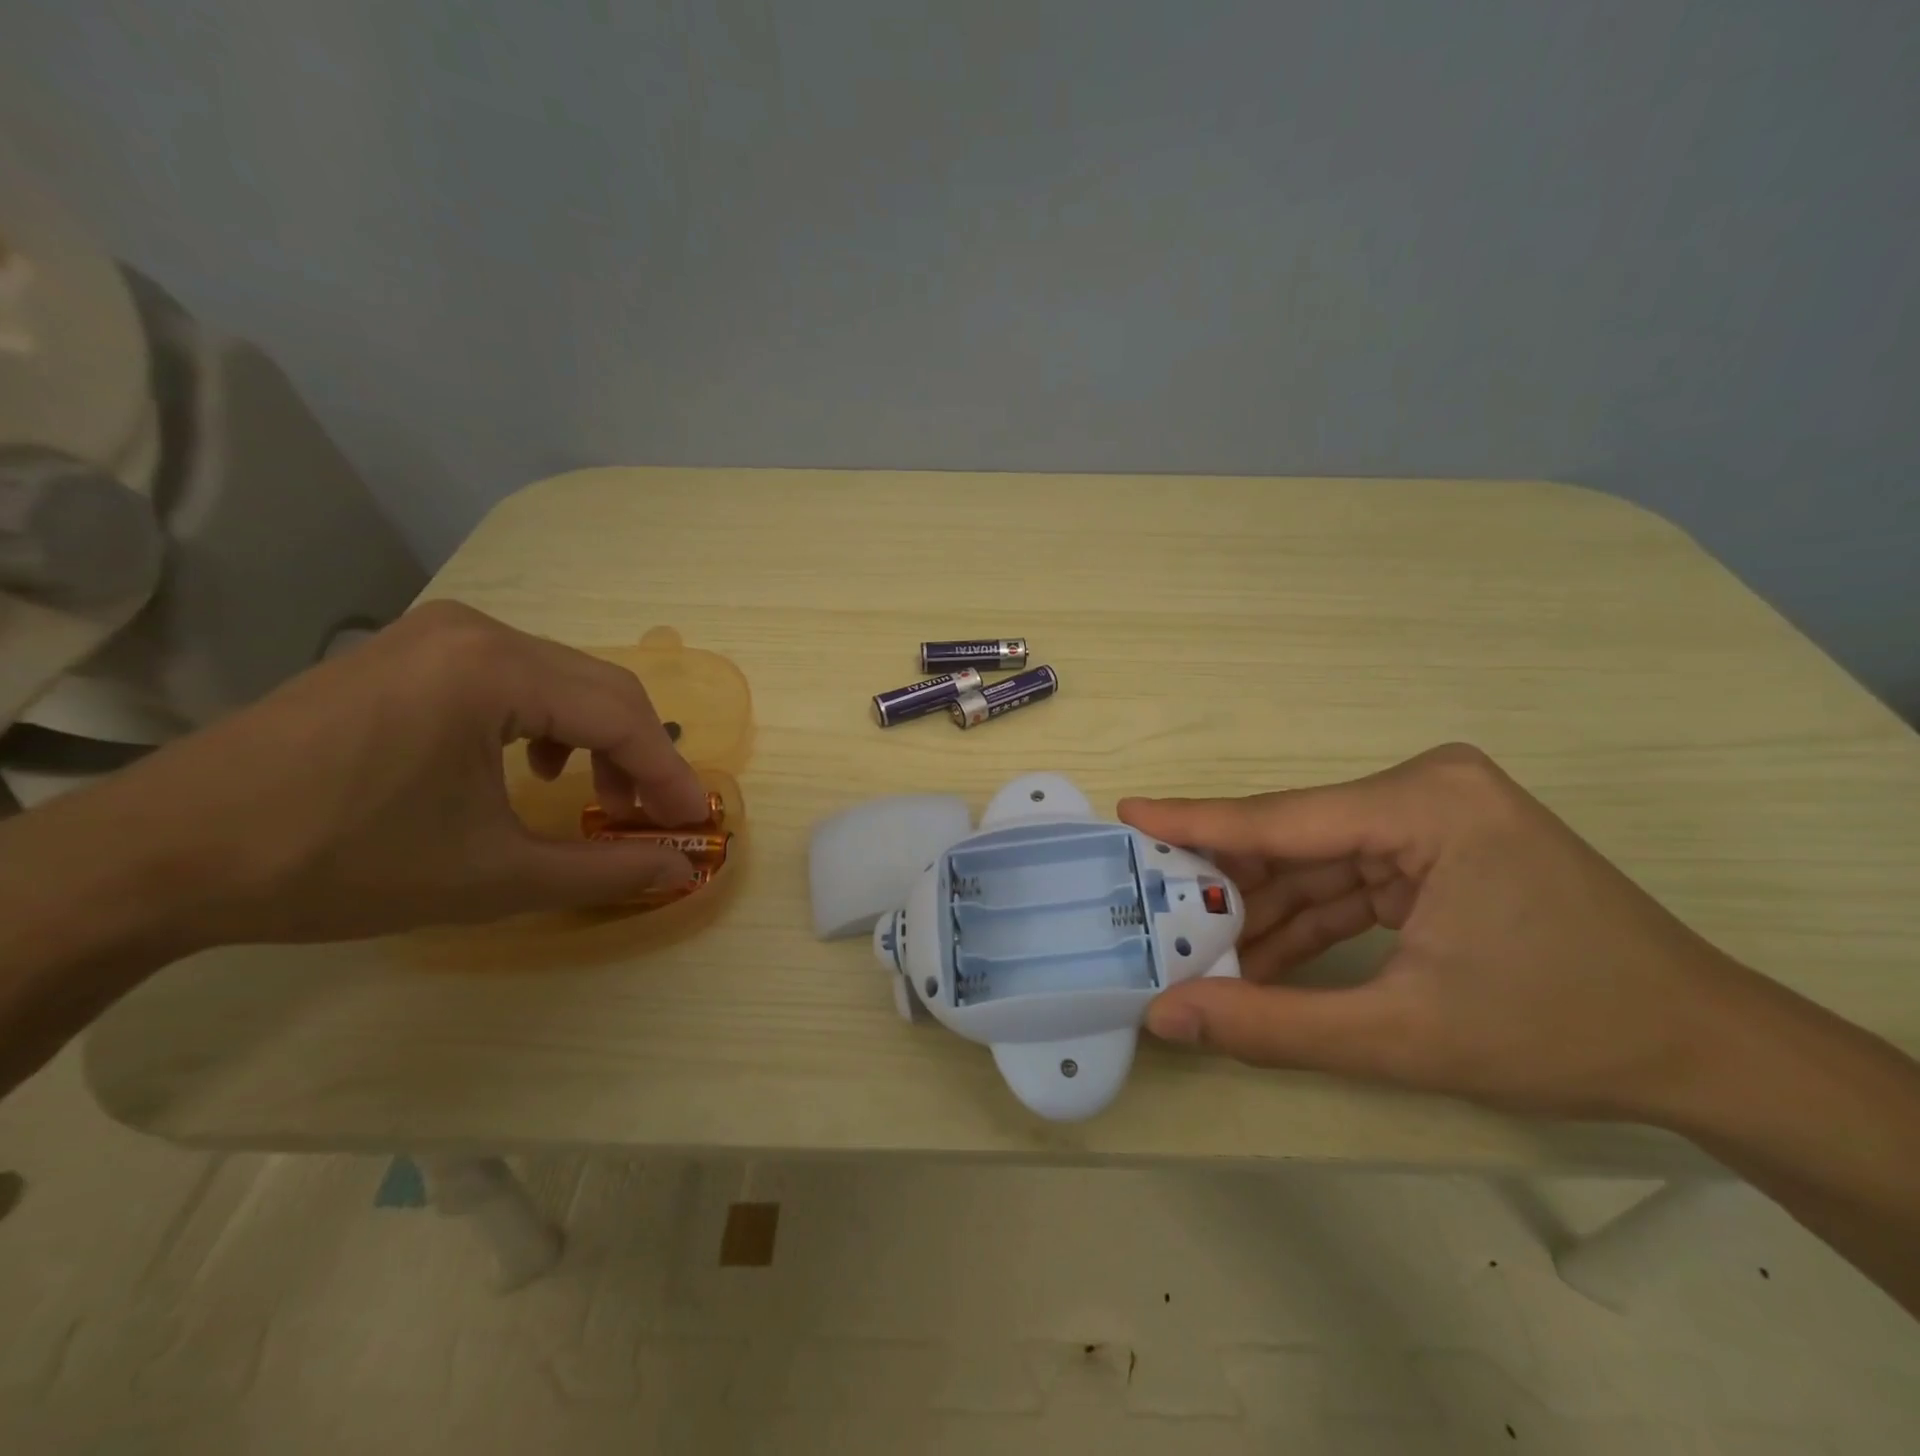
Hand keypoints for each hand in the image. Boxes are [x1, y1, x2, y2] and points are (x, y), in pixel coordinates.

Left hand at [91, 600, 709, 948]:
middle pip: (600, 687)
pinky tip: (532, 765)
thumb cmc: (338, 862)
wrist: (163, 853)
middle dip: (640, 755)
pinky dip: (548, 721)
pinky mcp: (410, 651)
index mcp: (495, 669)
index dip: (668, 774)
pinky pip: (514, 676)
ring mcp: (437, 634)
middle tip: (653, 818)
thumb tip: (678, 870)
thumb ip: (603, 870)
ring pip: (562, 679)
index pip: (621, 715)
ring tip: (597, 797)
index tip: (693, 824)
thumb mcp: (493, 876)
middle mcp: (476, 631)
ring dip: (598, 738)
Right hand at [1119, 744, 1757, 1121]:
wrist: (1704, 1053)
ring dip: (1265, 913)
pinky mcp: (1437, 847)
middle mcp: (1425, 790)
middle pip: (1295, 839)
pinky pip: (1348, 879)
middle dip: (1229, 888)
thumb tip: (1165, 1016)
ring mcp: (1434, 817)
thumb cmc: (1562, 1032)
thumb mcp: (1402, 1037)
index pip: (1282, 819)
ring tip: (1201, 955)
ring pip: (1316, 862)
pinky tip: (1262, 961)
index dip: (1196, 823)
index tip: (1127, 812)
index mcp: (1426, 806)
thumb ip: (1271, 1024)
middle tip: (1155, 915)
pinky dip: (1306, 921)